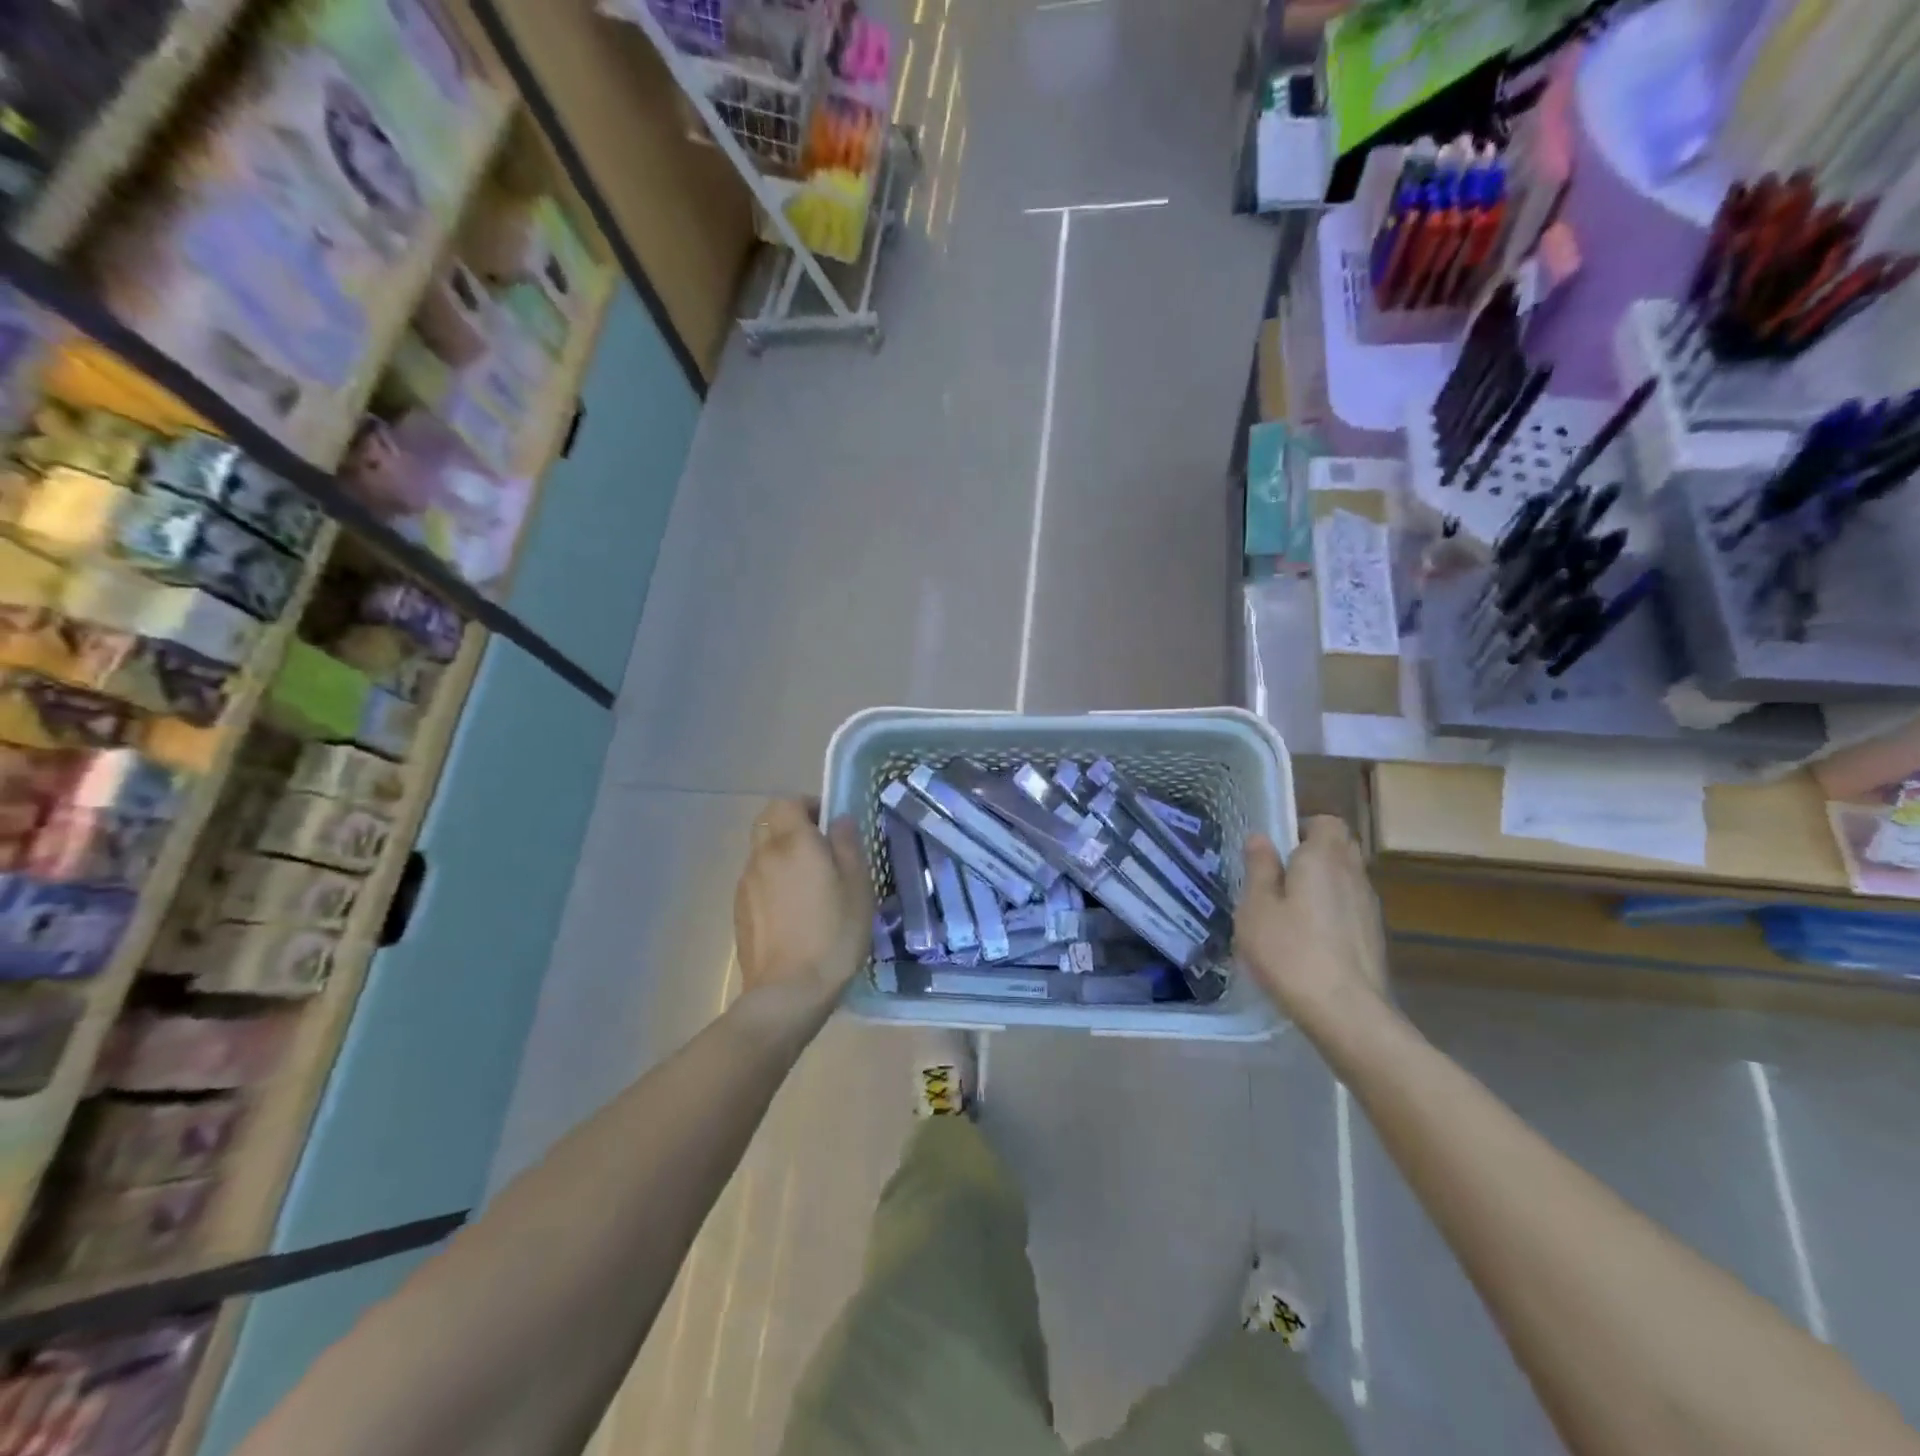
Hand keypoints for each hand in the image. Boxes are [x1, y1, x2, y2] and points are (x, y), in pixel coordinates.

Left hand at [733, 799, 873, 1027]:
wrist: (788, 992)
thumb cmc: (833, 935)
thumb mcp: (857, 887)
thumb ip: (847, 845)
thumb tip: (838, 820)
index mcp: (793, 842)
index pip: (787, 801)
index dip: (808, 806)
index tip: (829, 825)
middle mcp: (763, 855)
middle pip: (769, 822)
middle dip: (792, 826)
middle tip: (820, 851)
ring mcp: (746, 883)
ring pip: (761, 852)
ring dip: (781, 855)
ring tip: (809, 886)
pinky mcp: (738, 910)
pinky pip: (756, 880)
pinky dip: (772, 881)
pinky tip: (792, 912)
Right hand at [1235, 816, 1388, 1033]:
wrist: (1346, 1012)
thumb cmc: (1290, 952)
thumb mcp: (1256, 908)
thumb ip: (1259, 868)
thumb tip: (1260, 837)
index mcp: (1323, 859)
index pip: (1327, 822)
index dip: (1303, 828)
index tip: (1278, 849)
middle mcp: (1353, 875)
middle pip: (1340, 848)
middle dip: (1314, 854)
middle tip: (1281, 877)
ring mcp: (1369, 907)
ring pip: (1347, 879)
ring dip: (1323, 885)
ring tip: (1291, 911)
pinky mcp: (1374, 937)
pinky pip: (1351, 908)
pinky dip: (1333, 912)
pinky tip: (1310, 939)